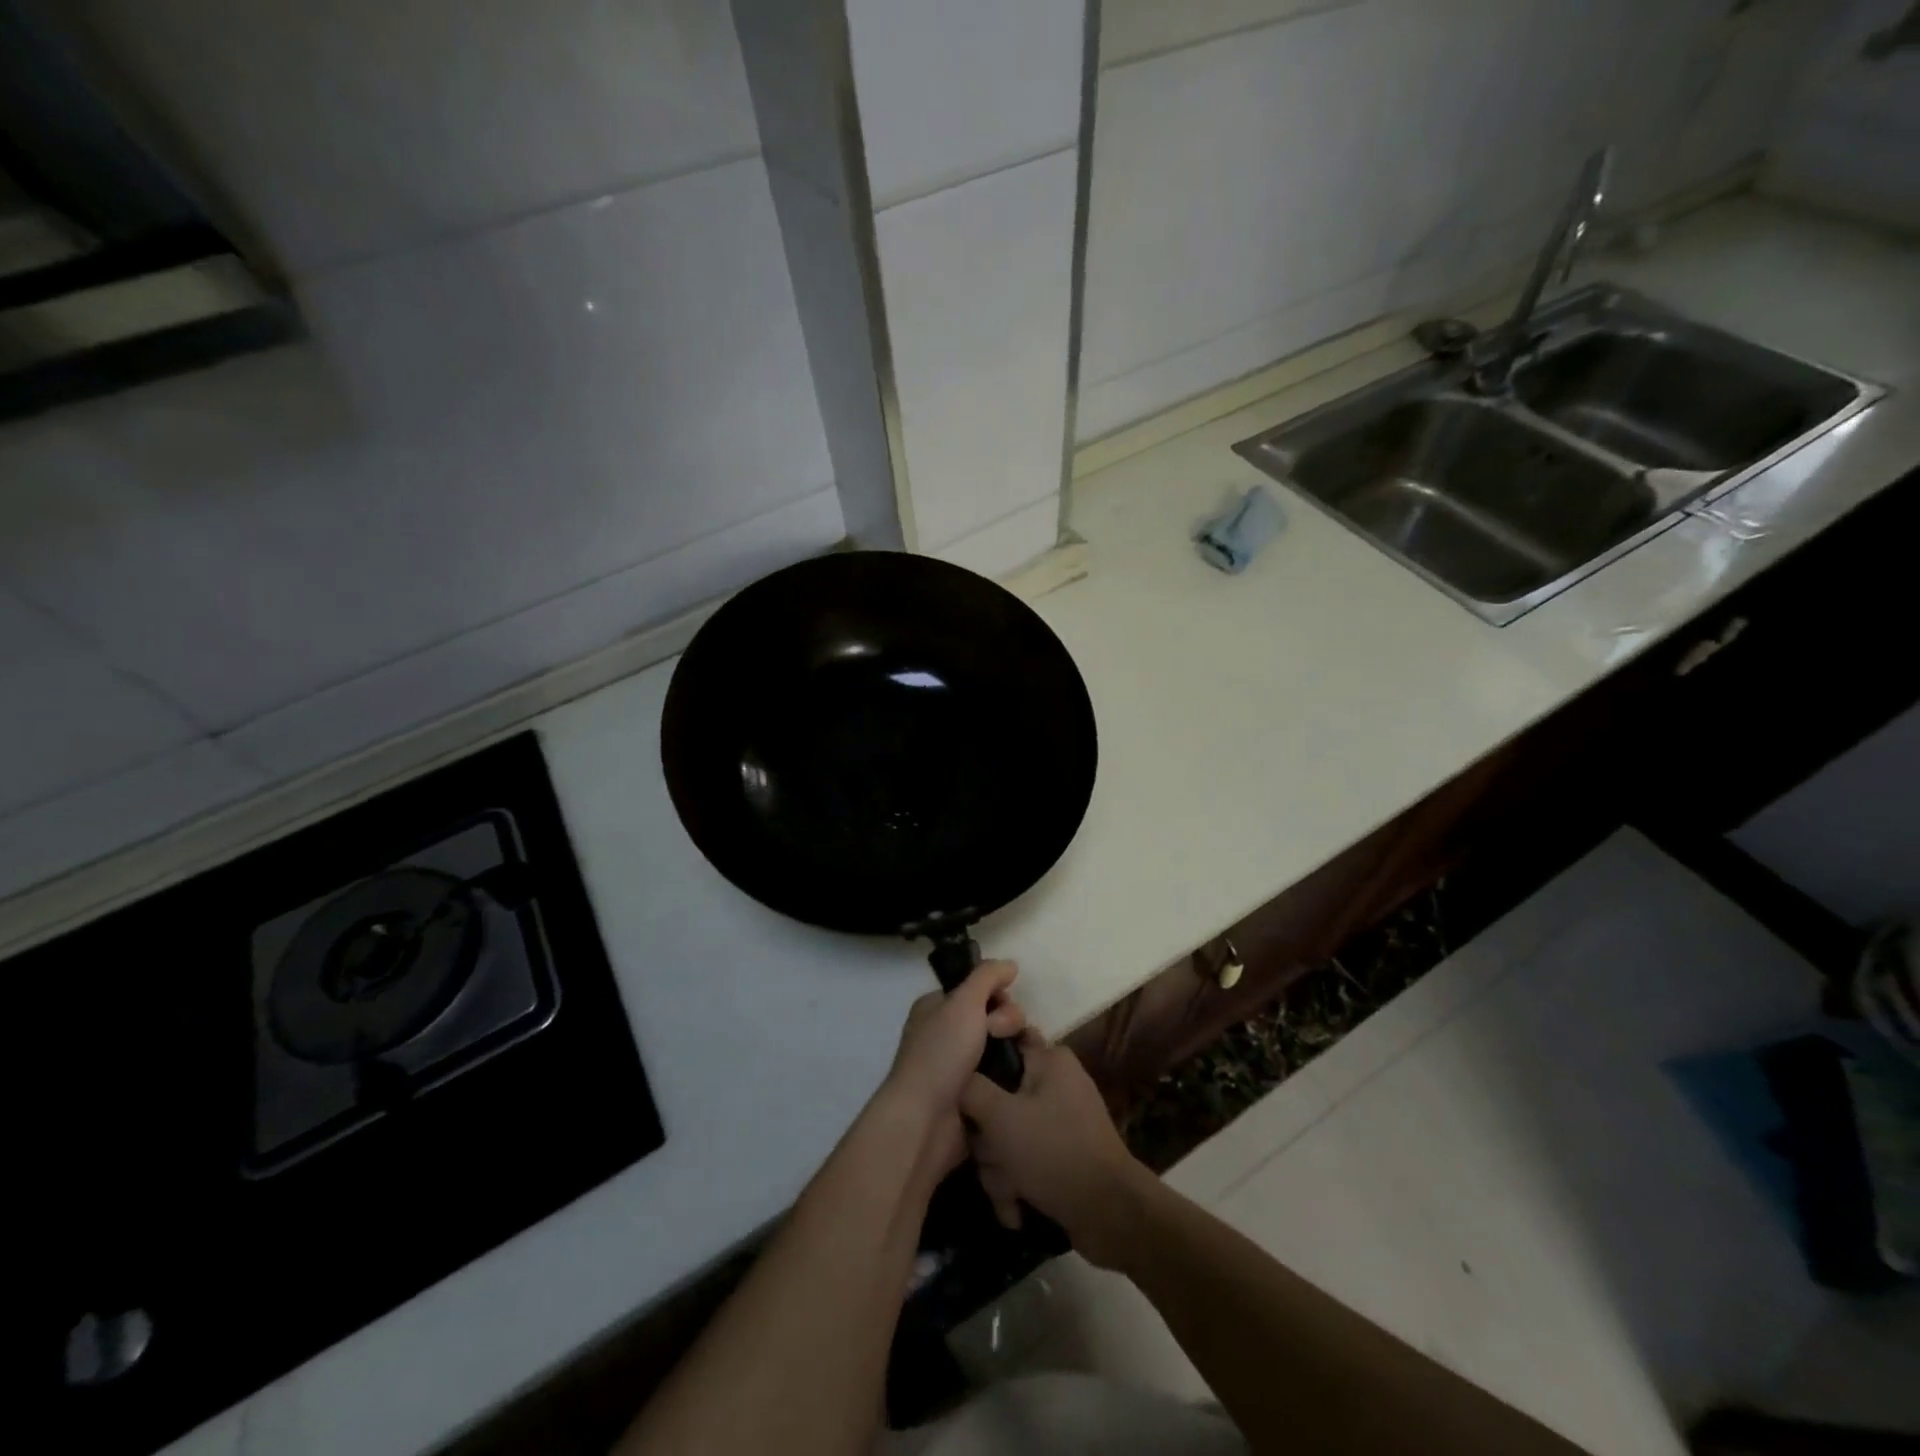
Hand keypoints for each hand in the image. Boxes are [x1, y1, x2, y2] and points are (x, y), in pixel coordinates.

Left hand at [883, 961, 1025, 1175]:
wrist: (926, 1121)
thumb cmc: (940, 1053)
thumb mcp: (963, 1002)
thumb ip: (987, 976)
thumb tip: (1010, 964)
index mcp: (937, 1008)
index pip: (976, 988)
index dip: (995, 992)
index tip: (1001, 1001)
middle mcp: (946, 1033)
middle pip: (993, 1015)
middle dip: (1006, 1020)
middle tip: (998, 1034)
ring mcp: (960, 1065)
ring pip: (1001, 1045)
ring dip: (1014, 1047)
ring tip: (1017, 1058)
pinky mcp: (975, 1094)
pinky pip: (1003, 1074)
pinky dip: (1013, 1073)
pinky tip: (1022, 1077)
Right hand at [960, 1034, 1150, 1268]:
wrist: (1111, 1217)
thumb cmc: (1054, 1152)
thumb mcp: (1001, 1116)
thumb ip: (971, 1088)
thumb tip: (956, 1077)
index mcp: (1049, 1059)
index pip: (1003, 1042)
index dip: (979, 1065)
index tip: (964, 1093)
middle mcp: (1055, 1083)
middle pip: (999, 1098)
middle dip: (989, 1139)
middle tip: (992, 1156)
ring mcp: (1060, 1121)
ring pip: (1008, 1136)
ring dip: (1000, 1170)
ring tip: (1010, 1193)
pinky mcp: (1062, 1155)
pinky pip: (1025, 1161)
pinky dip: (1017, 1186)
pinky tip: (1017, 1209)